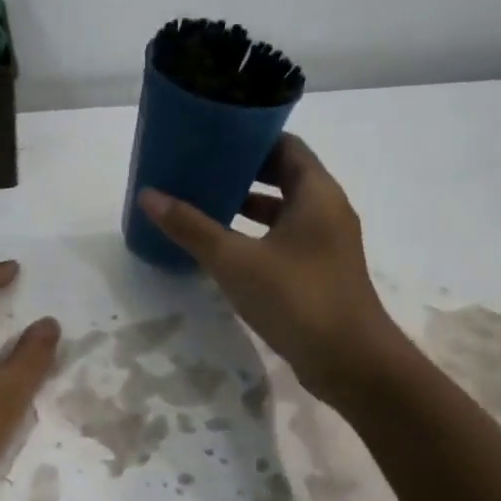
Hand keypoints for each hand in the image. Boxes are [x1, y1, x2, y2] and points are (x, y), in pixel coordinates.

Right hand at [137, 135, 397, 400]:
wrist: (351, 362)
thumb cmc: (296, 298)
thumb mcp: (235, 261)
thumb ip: (192, 227)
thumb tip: (149, 195)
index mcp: (316, 193)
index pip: (285, 145)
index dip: (250, 138)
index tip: (212, 137)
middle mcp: (327, 210)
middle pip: (284, 175)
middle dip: (242, 171)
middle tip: (199, 167)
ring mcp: (326, 243)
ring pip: (283, 210)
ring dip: (247, 204)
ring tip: (204, 202)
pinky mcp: (319, 271)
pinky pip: (284, 238)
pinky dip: (256, 234)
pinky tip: (223, 248)